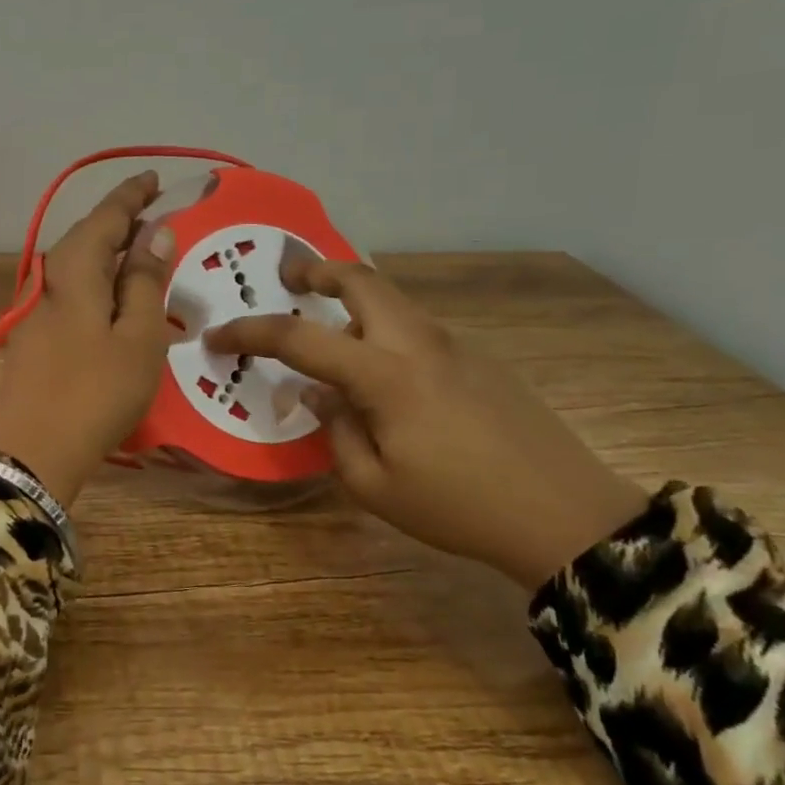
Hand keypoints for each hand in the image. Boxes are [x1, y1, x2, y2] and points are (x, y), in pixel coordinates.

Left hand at [0, 173, 176, 505]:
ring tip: (144, 257)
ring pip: (79, 268)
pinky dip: (99, 286)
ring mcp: (37, 312)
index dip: (131, 195)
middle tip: (157, 217)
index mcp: (75, 270)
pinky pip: (73, 295)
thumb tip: (155, 231)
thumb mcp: (137, 337)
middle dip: (121, 223)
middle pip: (87, 239)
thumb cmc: (96, 392)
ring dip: (110, 256)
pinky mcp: (34, 339)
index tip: (155, 178)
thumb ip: (144, 281)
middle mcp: (50, 281)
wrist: (29, 453)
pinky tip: (117, 303)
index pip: (105, 216)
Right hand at [206, 256, 648, 590]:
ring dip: (351, 296)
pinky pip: (416, 326)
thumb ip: (334, 431)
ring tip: (327, 322)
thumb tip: (317, 394)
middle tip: (288, 278)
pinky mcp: (479, 358)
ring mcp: (454, 344)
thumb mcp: (374, 486)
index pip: (300, 337)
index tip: (218, 336)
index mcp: (385, 374)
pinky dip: (383, 326)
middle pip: (361, 279)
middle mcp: (418, 343)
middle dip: (317, 268)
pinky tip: (381, 368)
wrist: (566, 515)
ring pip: (391, 299)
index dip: (251, 332)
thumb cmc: (458, 507)